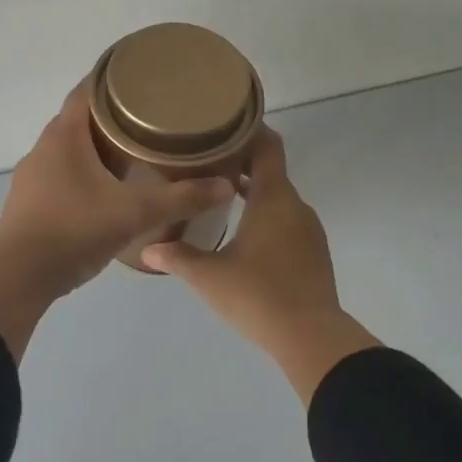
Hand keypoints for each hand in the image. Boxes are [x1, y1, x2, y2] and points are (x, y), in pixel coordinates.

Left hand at [0, 87, 234, 359]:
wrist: (18, 277)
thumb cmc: (74, 230)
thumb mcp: (135, 213)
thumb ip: (181, 198)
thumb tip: (226, 186)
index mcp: (64, 134)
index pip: (89, 89)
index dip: (115, 77)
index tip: (145, 75)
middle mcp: (45, 147)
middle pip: (82, 117)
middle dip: (116, 113)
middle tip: (154, 115)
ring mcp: (34, 175)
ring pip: (73, 147)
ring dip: (101, 144)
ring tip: (138, 149)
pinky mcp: (32, 201)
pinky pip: (65, 172)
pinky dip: (89, 170)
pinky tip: (112, 187)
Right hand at [142, 128, 378, 403]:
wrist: (311, 336)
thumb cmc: (258, 295)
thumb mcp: (209, 276)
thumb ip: (177, 257)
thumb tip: (148, 250)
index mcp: (273, 198)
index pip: (268, 146)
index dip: (249, 130)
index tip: (222, 124)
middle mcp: (295, 206)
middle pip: (270, 171)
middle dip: (241, 164)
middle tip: (206, 162)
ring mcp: (308, 230)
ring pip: (278, 198)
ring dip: (253, 193)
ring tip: (219, 197)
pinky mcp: (313, 252)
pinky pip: (287, 221)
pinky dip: (266, 216)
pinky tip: (243, 235)